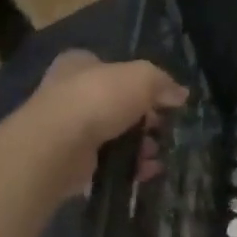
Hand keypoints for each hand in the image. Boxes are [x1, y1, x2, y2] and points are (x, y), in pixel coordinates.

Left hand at [18, 52, 187, 195]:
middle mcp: (69, 94)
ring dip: (139, 146)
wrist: (56, 146)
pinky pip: (105, 163)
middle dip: (143, 118)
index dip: (139, 81)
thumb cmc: (98, 98)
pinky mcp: (68, 163)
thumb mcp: (143, 77)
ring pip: (112, 135)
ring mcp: (66, 131)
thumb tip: (180, 94)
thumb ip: (163, 83)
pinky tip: (147, 171)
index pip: (112, 67)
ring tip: (157, 154)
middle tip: (163, 127)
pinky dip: (127, 167)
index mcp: (80, 64)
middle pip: (116, 104)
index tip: (160, 98)